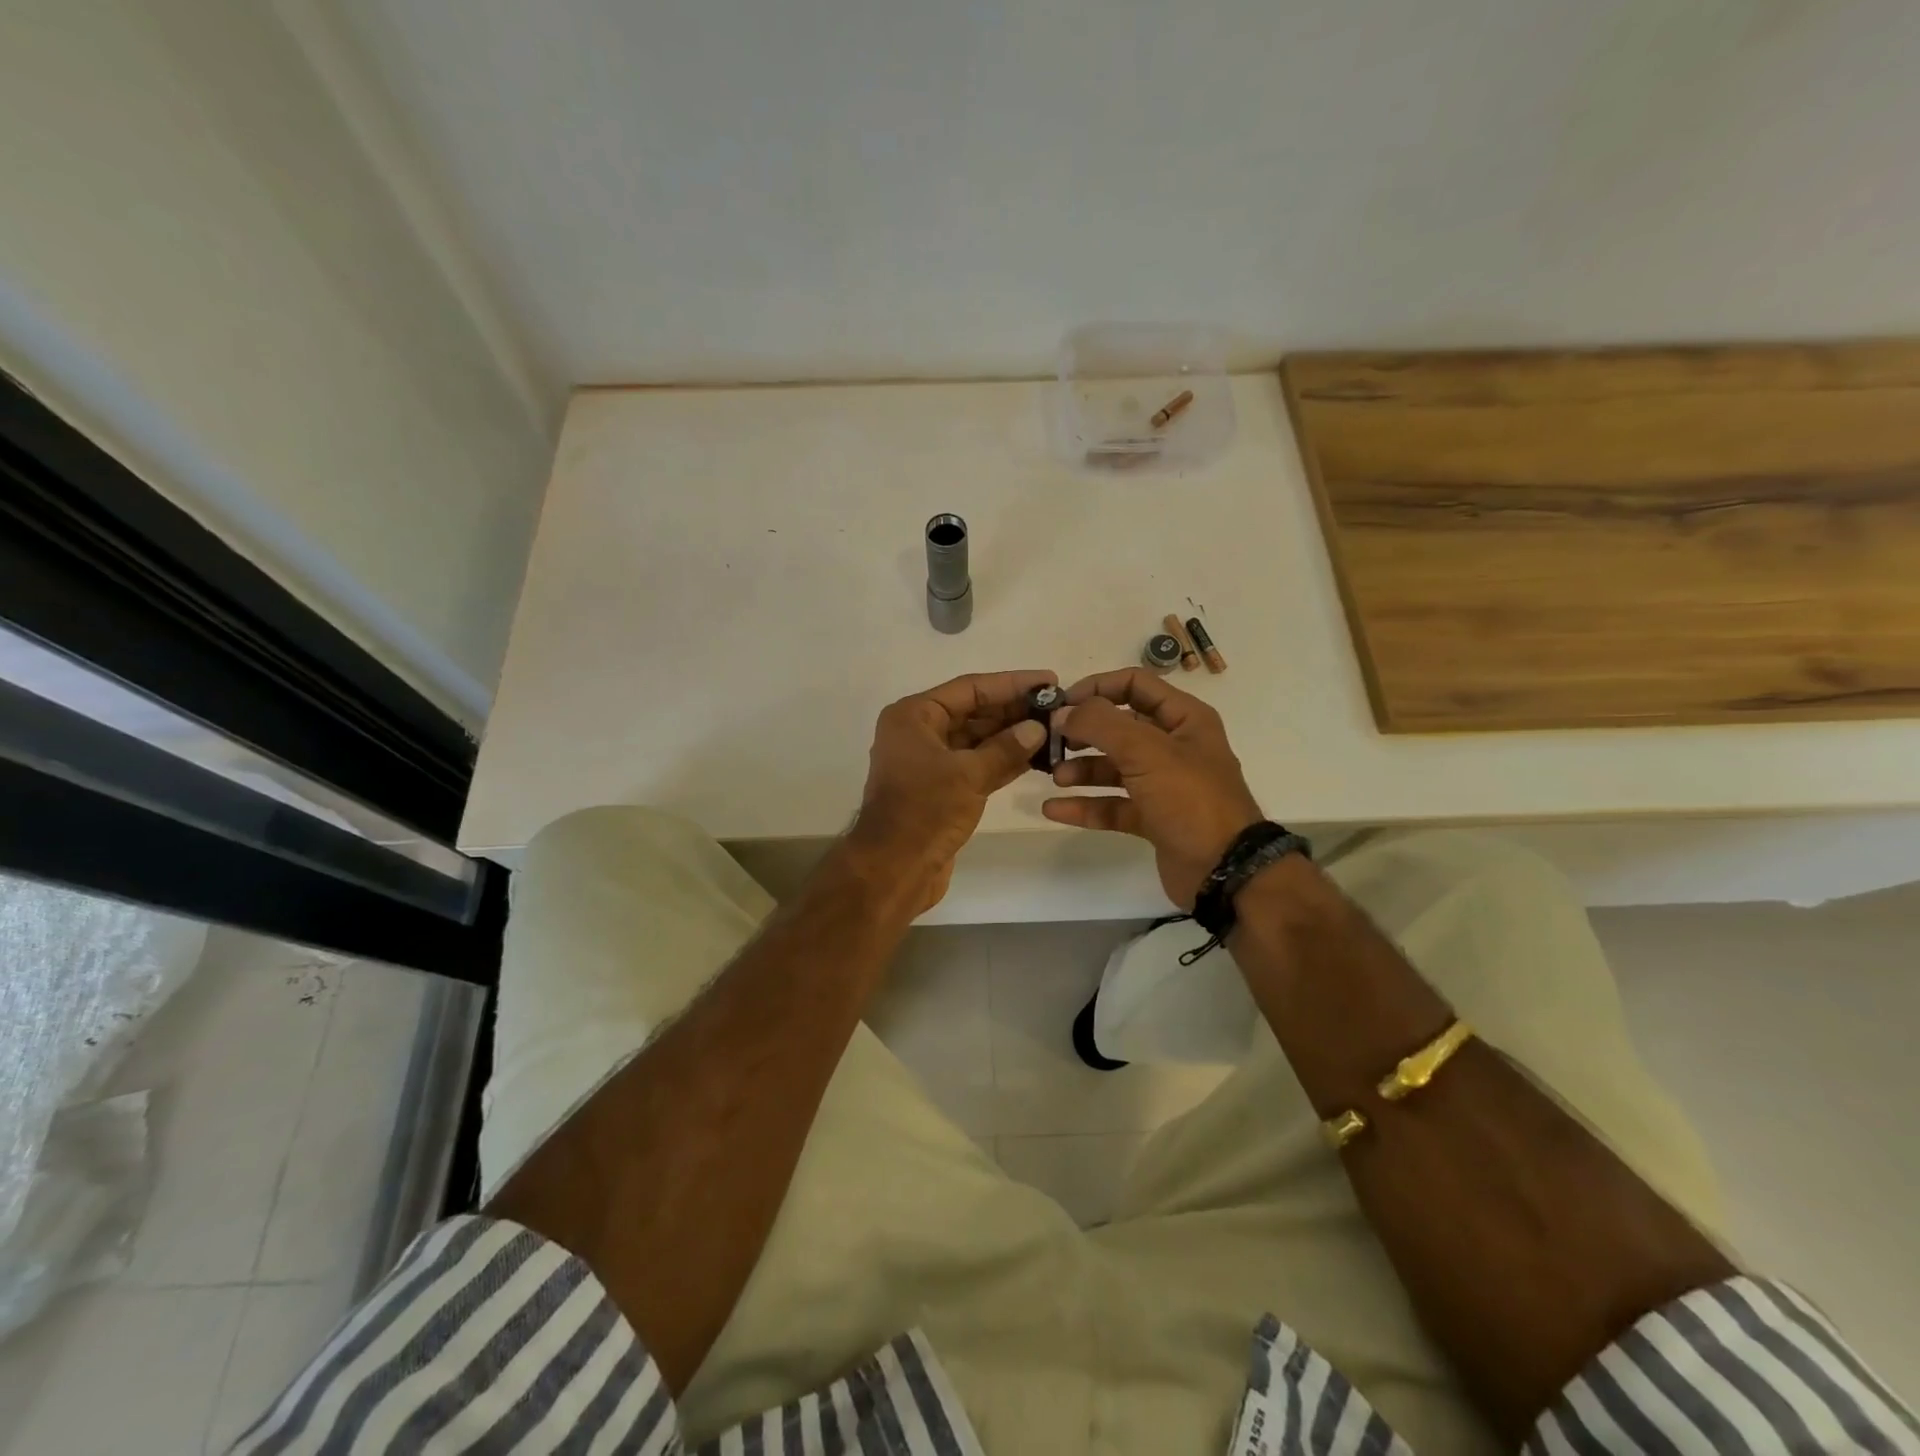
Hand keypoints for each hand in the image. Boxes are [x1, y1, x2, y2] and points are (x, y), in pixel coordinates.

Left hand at [848, 669, 1055, 911]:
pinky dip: (1002, 762)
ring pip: (977, 741)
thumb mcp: (969, 774)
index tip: (1049, 680)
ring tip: (1054, 731)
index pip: (970, 689)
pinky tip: (1035, 759)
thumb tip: (1037, 728)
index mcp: (914, 716)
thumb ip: (1005, 748)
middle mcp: (919, 733)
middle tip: (1058, 708)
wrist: (894, 868)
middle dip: (1014, 711)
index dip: (1011, 683)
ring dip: (1012, 737)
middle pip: (973, 712)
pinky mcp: (941, 790)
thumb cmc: (925, 811)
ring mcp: (929, 763)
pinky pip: (976, 765)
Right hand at [1041, 668, 1263, 908]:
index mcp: (1184, 719)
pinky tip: (1054, 809)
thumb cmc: (1190, 799)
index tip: (1061, 703)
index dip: (1097, 687)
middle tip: (1050, 740)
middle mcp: (1174, 746)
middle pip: (1119, 727)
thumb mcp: (1147, 751)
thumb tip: (1063, 713)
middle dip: (1083, 732)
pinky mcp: (1152, 818)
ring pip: (1113, 767)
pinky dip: (1085, 806)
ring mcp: (1163, 785)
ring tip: (1055, 777)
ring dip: (1081, 769)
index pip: (1135, 685)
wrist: (1224, 871)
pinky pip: (1112, 805)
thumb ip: (1101, 725)